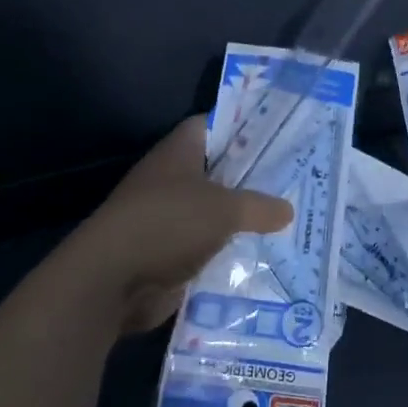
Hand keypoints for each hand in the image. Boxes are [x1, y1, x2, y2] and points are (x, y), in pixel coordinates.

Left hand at [60, 116, 291, 337]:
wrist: (112, 282)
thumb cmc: (168, 224)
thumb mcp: (224, 209)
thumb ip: (259, 206)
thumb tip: (288, 210)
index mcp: (179, 152)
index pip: (213, 124)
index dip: (243, 124)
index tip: (278, 131)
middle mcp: (172, 179)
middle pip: (218, 170)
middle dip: (252, 176)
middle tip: (295, 178)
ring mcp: (169, 217)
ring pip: (215, 211)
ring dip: (243, 218)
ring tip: (289, 218)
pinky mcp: (169, 253)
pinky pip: (208, 247)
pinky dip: (230, 251)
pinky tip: (265, 254)